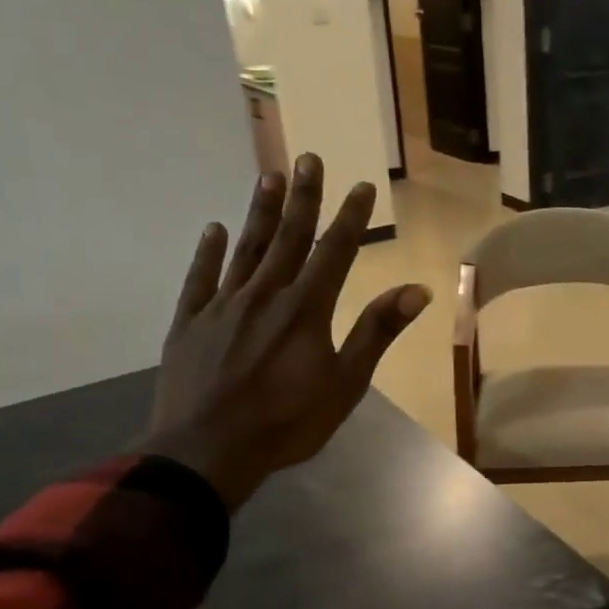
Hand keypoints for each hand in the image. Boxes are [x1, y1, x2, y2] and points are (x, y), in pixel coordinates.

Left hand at [145, 154, 430, 507]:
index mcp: (306, 309)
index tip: (361, 185)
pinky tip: (214, 229)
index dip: (350, 218)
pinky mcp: (191, 322)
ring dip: (260, 212)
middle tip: (308, 158)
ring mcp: (223, 305)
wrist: (208, 450)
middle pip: (288, 238)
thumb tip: (417, 290)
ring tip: (268, 176)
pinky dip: (209, 252)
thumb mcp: (346, 383)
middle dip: (302, 197)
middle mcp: (265, 294)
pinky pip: (201, 277)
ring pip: (246, 248)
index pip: (335, 252)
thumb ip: (377, 332)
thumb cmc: (288, 422)